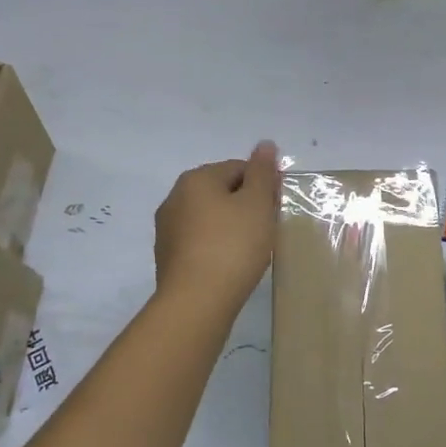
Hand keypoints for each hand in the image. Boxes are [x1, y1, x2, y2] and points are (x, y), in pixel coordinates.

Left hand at [153, 141, 279, 317]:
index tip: (278, 206)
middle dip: (246, 205)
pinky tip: (231, 264)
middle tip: (268, 228)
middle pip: (221, 191)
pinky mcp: (167, 257)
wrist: (196, 302)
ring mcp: (167, 229)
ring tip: (251, 249)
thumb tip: (264, 144)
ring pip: (209, 217)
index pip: (238, 168)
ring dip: (231, 226)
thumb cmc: (233, 246)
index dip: (263, 184)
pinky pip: (199, 241)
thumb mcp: (257, 203)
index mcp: (196, 179)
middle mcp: (175, 197)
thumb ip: (262, 171)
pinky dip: (217, 246)